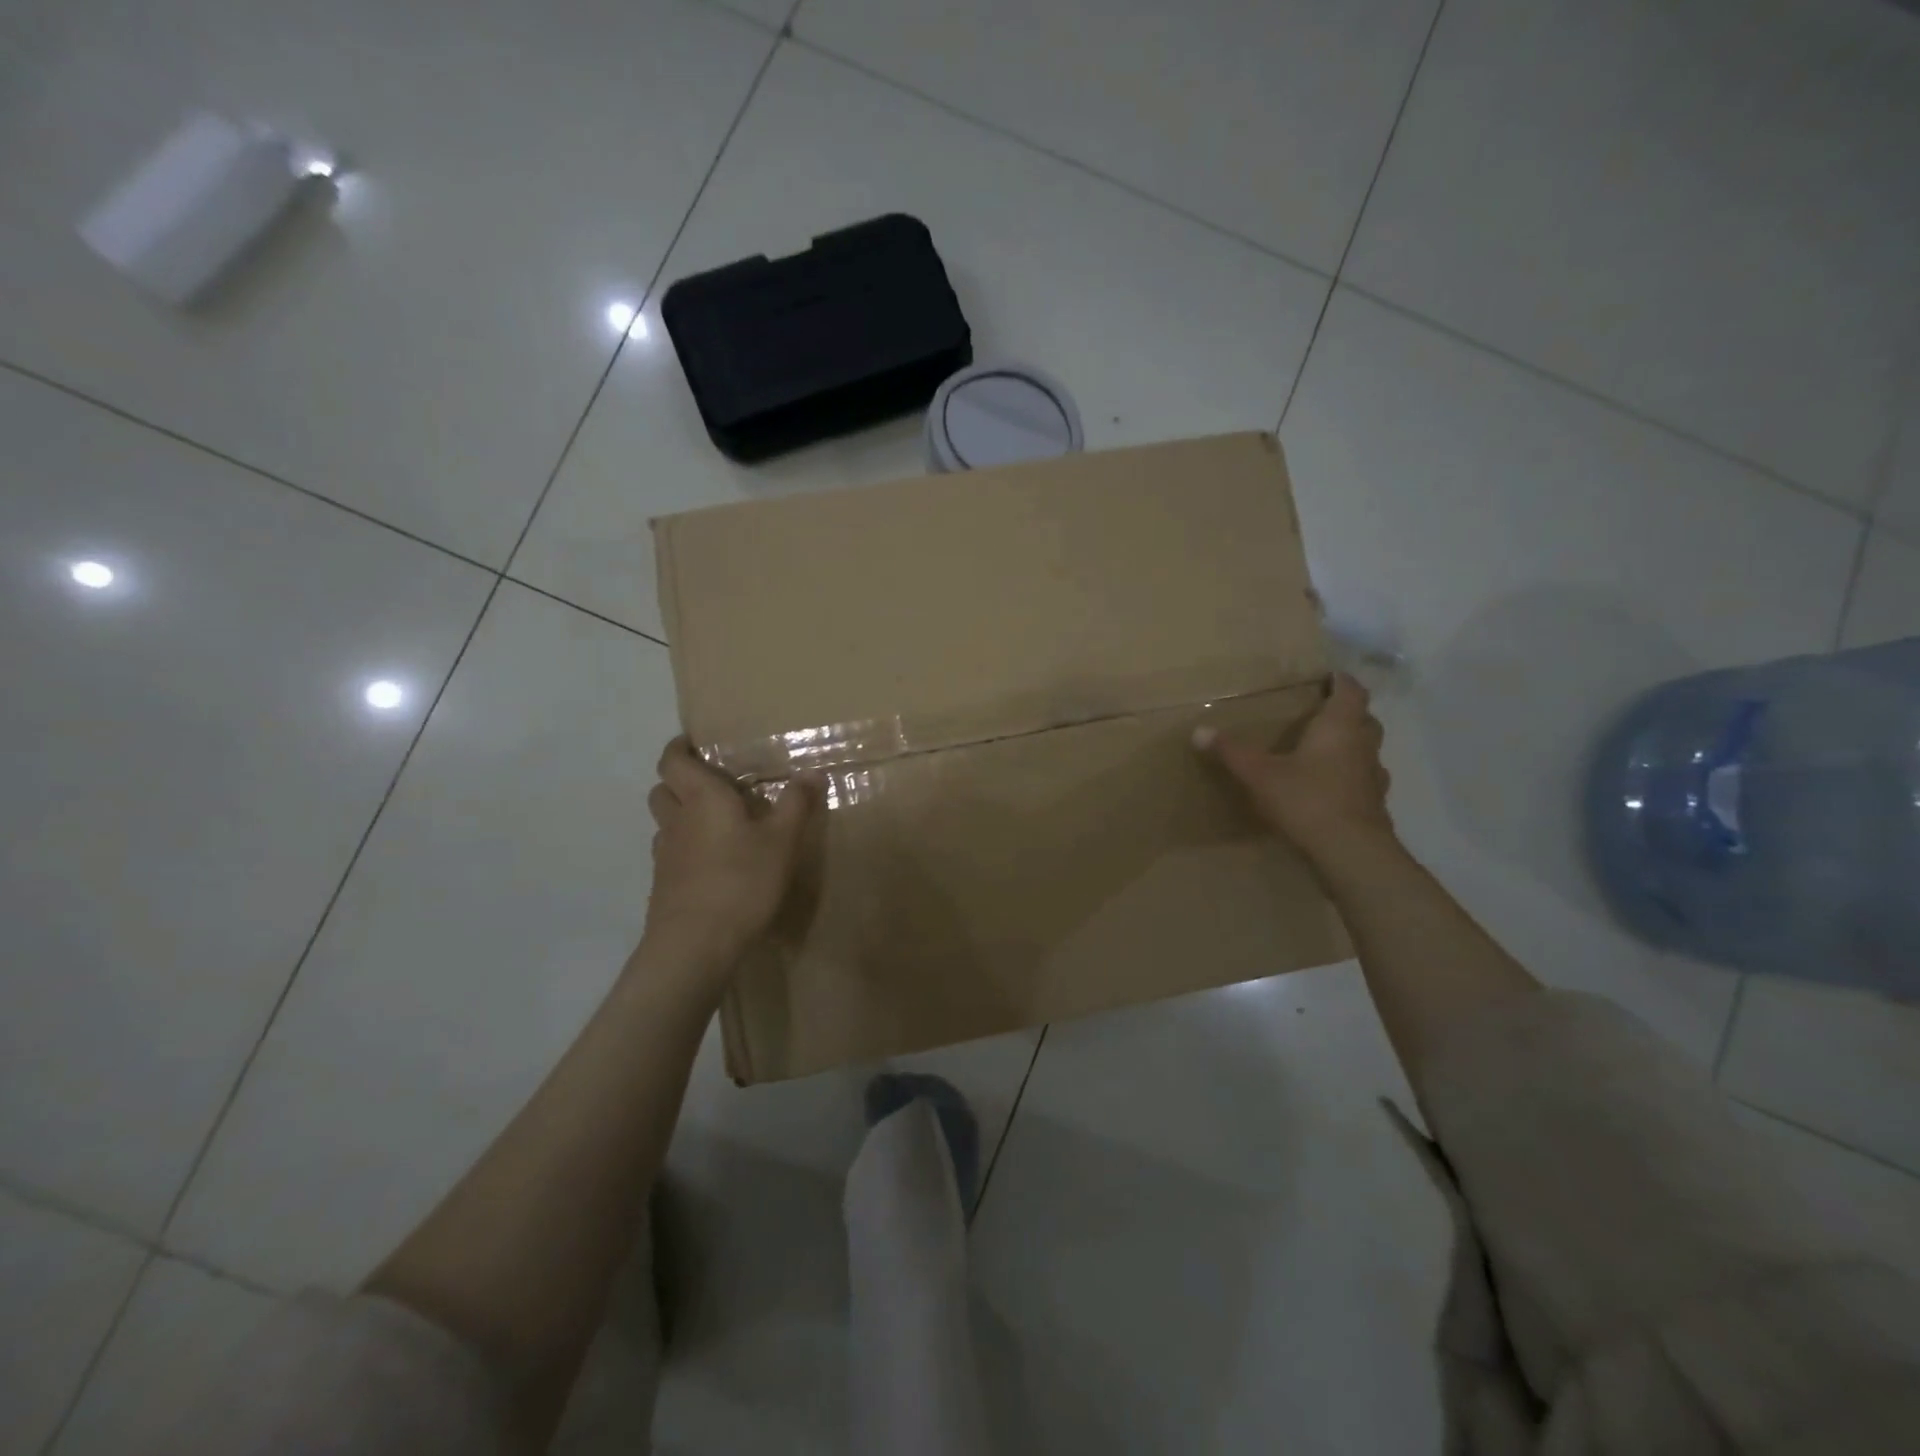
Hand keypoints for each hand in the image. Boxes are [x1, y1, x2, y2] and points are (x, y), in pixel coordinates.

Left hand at [642, 737, 817, 964]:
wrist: (695, 945)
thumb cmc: (741, 881)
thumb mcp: (782, 841)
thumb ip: (796, 804)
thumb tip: (811, 772)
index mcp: (701, 798)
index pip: (673, 760)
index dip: (679, 748)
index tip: (695, 743)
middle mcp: (676, 820)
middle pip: (663, 789)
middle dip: (680, 781)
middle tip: (712, 784)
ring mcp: (664, 855)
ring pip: (665, 823)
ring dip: (682, 816)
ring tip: (716, 824)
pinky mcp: (664, 886)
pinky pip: (671, 854)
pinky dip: (686, 849)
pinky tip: (713, 864)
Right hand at [1197, 673, 1392, 851]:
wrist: (1351, 851)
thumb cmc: (1307, 800)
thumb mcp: (1259, 774)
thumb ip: (1231, 752)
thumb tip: (1198, 731)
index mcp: (1339, 727)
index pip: (1351, 692)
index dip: (1341, 681)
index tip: (1328, 676)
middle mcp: (1363, 746)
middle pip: (1364, 719)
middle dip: (1347, 713)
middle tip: (1322, 713)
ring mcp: (1374, 777)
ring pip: (1367, 750)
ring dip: (1352, 746)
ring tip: (1324, 751)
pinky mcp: (1375, 805)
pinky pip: (1364, 781)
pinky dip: (1350, 778)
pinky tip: (1331, 789)